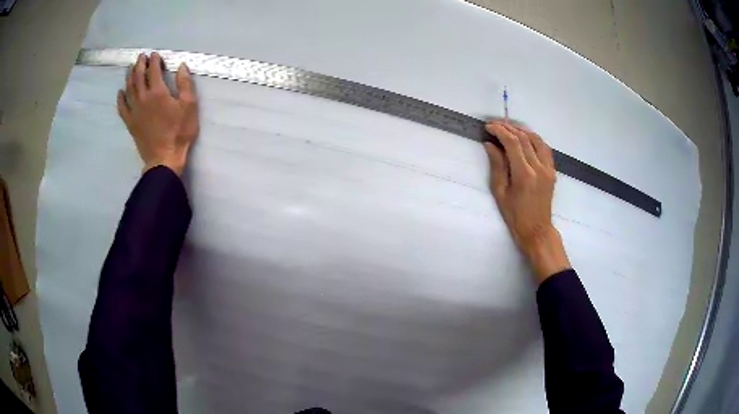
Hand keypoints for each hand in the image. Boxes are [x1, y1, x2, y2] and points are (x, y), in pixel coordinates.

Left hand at [117, 52, 198, 175]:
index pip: (153, 71)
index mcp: (158, 92)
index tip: (154, 54)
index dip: (154, 61)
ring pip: (129, 89)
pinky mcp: (130, 123)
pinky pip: (122, 108)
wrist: (164, 158)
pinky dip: (120, 98)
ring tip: (130, 68)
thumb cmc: (179, 132)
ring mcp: (134, 111)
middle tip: (141, 57)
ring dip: (129, 76)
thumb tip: (181, 66)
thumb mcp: (189, 106)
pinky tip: (120, 92)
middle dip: (140, 64)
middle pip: (138, 77)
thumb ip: (185, 84)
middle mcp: (143, 98)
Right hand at [484, 121, 570, 283]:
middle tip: (495, 125)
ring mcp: (548, 169)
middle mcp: (539, 168)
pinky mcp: (552, 171)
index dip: (500, 131)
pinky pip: (545, 148)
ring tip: (509, 128)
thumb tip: (490, 144)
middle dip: (509, 128)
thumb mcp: (500, 193)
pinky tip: (525, 138)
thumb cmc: (515, 216)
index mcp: (524, 175)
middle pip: (524, 139)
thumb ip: (497, 166)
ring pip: (537, 140)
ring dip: (522, 131)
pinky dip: (534, 139)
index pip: (513, 143)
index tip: (488, 127)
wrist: (537, 230)